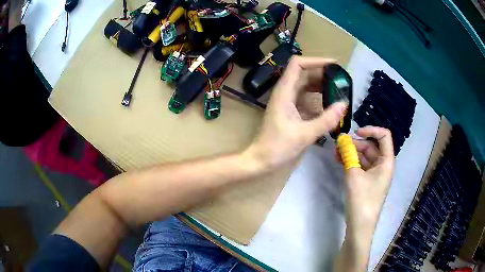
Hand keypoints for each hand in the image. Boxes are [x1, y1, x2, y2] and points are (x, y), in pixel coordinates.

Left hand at [245, 56, 347, 169]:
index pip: (298, 64)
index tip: (334, 66)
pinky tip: (332, 109)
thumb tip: (344, 104)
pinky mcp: (293, 113)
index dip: (315, 61)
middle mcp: (287, 93)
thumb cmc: (277, 147)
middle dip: (324, 75)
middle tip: (343, 82)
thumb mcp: (304, 134)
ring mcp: (289, 103)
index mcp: (285, 92)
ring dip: (323, 88)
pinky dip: (320, 101)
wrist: (261, 160)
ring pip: (308, 88)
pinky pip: (308, 101)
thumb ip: (326, 120)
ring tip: (341, 93)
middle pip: (305, 74)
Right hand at [339, 126, 394, 227]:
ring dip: (351, 153)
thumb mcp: (354, 175)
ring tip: (335, 153)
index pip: (384, 136)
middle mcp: (383, 165)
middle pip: (371, 146)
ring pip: (364, 156)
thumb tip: (342, 139)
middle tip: (338, 145)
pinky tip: (339, 160)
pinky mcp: (368, 180)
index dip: (371, 130)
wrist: (360, 225)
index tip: (355, 133)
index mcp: (386, 161)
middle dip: (355, 143)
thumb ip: (348, 155)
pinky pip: (360, 165)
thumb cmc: (362, 200)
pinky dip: (351, 161)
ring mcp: (375, 173)